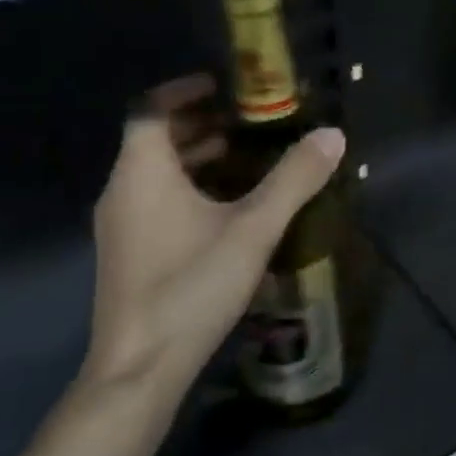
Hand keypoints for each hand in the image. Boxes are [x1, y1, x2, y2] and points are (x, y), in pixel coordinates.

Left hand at [87, 76, 344, 392]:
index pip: (151, 109)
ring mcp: (122, 226)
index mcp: (142, 173)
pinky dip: (190, 189)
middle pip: (154, 139)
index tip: (225, 86)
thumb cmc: (191, 287)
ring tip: (248, 158)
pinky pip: (157, 201)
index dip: (185, 90)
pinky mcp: (130, 254)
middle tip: (249, 121)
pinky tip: (230, 210)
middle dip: (200, 123)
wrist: (139, 369)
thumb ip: (294, 180)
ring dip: (197, 158)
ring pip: (156, 174)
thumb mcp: (253, 229)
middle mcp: (122, 192)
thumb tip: (332, 136)